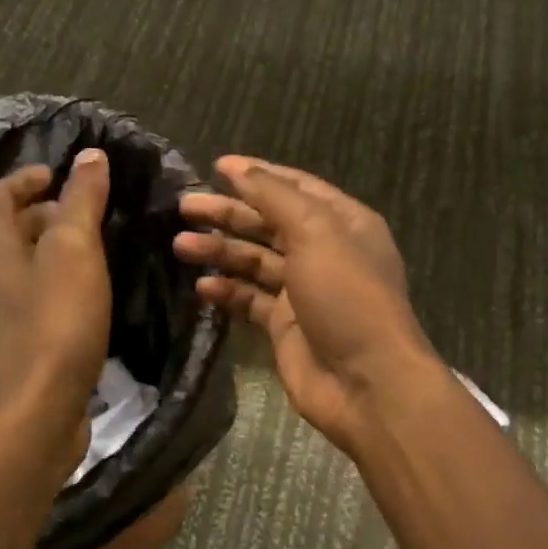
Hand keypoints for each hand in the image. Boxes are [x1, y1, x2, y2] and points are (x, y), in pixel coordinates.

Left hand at [0, 151, 112, 475]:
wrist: (32, 417)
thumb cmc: (54, 324)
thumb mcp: (75, 252)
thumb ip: (81, 202)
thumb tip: (88, 155)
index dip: (25, 179)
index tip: (58, 175)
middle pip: (5, 234)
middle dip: (42, 216)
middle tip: (85, 215)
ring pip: (18, 272)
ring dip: (49, 255)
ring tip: (91, 256)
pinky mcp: (10, 354)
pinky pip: (28, 305)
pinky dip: (52, 290)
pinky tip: (83, 304)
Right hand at [175, 156, 437, 457]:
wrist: (366, 382)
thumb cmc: (347, 296)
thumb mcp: (316, 233)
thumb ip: (274, 197)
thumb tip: (237, 167)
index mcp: (342, 222)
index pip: (294, 187)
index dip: (257, 174)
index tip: (215, 166)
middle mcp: (324, 251)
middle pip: (269, 223)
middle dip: (228, 213)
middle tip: (184, 206)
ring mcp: (304, 291)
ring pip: (255, 261)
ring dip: (221, 251)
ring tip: (180, 244)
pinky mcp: (285, 326)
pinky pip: (250, 300)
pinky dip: (227, 292)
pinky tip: (202, 288)